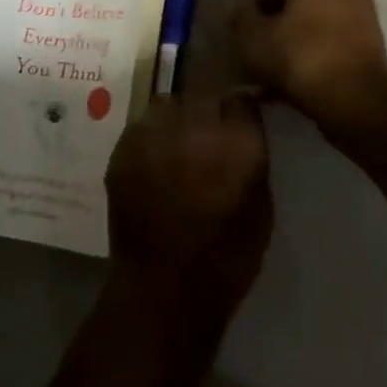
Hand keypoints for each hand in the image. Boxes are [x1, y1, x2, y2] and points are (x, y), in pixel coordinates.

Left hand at [105, 94, 272, 313]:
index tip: (236, 122)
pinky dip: (150, 136)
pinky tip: (153, 160)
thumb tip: (245, 128)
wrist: (163, 291)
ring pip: (168, 103)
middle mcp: (196, 125)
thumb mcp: (261, 208)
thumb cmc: (225, 259)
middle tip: (206, 134)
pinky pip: (141, 125)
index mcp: (238, 141)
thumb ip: (253, 157)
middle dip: (207, 110)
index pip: (241, 99)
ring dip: (176, 118)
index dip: (238, 111)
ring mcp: (156, 133)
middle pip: (203, 94)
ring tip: (176, 143)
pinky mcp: (124, 147)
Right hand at [232, 0, 386, 140]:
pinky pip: (329, 44)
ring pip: (311, 27)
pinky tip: (295, 86)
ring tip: (272, 80)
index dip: (251, 14)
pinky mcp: (371, 43)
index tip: (243, 42)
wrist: (358, 103)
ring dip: (290, 48)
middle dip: (272, 31)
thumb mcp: (253, 38)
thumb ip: (239, 18)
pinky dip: (312, 59)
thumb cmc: (301, 59)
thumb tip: (236, 11)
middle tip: (256, 60)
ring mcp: (361, 13)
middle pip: (293, 6)